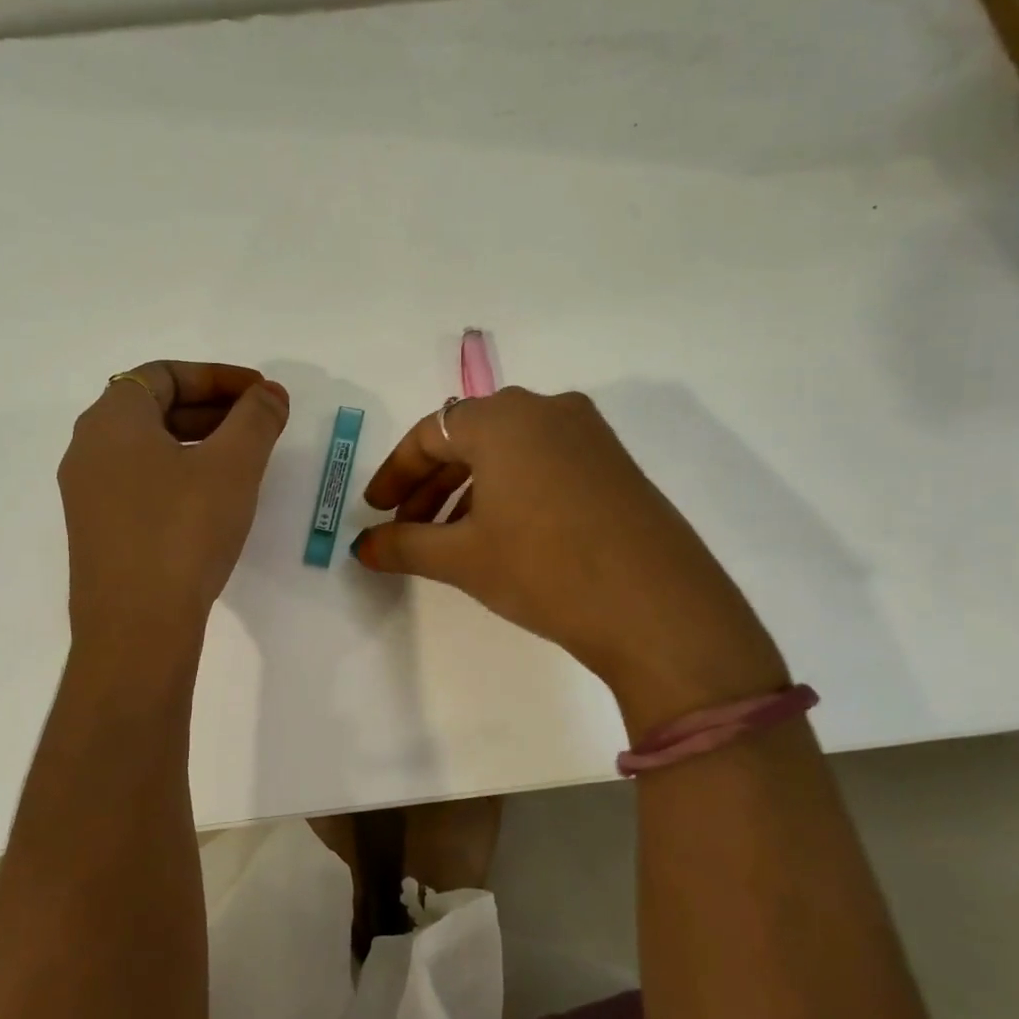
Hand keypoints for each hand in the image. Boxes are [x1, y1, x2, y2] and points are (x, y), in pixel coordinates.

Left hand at [59, 361, 289, 649]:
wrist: (137, 626)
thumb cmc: (183, 531)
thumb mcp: (232, 467)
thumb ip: (256, 419)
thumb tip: (270, 394)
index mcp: (112, 420)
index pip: (164, 374)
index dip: (218, 377)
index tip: (261, 393)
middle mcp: (89, 449)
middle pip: (154, 408)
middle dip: (212, 408)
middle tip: (259, 423)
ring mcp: (88, 494)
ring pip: (148, 449)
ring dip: (198, 442)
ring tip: (244, 460)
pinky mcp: (98, 531)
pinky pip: (141, 483)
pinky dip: (179, 475)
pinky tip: (213, 500)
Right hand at [352, 388, 787, 737]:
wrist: (656, 608)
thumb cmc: (544, 568)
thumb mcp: (462, 558)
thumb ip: (403, 546)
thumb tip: (362, 548)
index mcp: (503, 418)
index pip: (430, 434)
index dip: (395, 473)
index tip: (376, 512)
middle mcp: (547, 410)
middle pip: (469, 438)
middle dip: (431, 484)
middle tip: (407, 528)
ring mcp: (589, 435)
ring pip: (509, 452)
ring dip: (469, 489)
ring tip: (451, 539)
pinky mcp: (616, 464)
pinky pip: (545, 463)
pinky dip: (511, 491)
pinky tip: (504, 534)